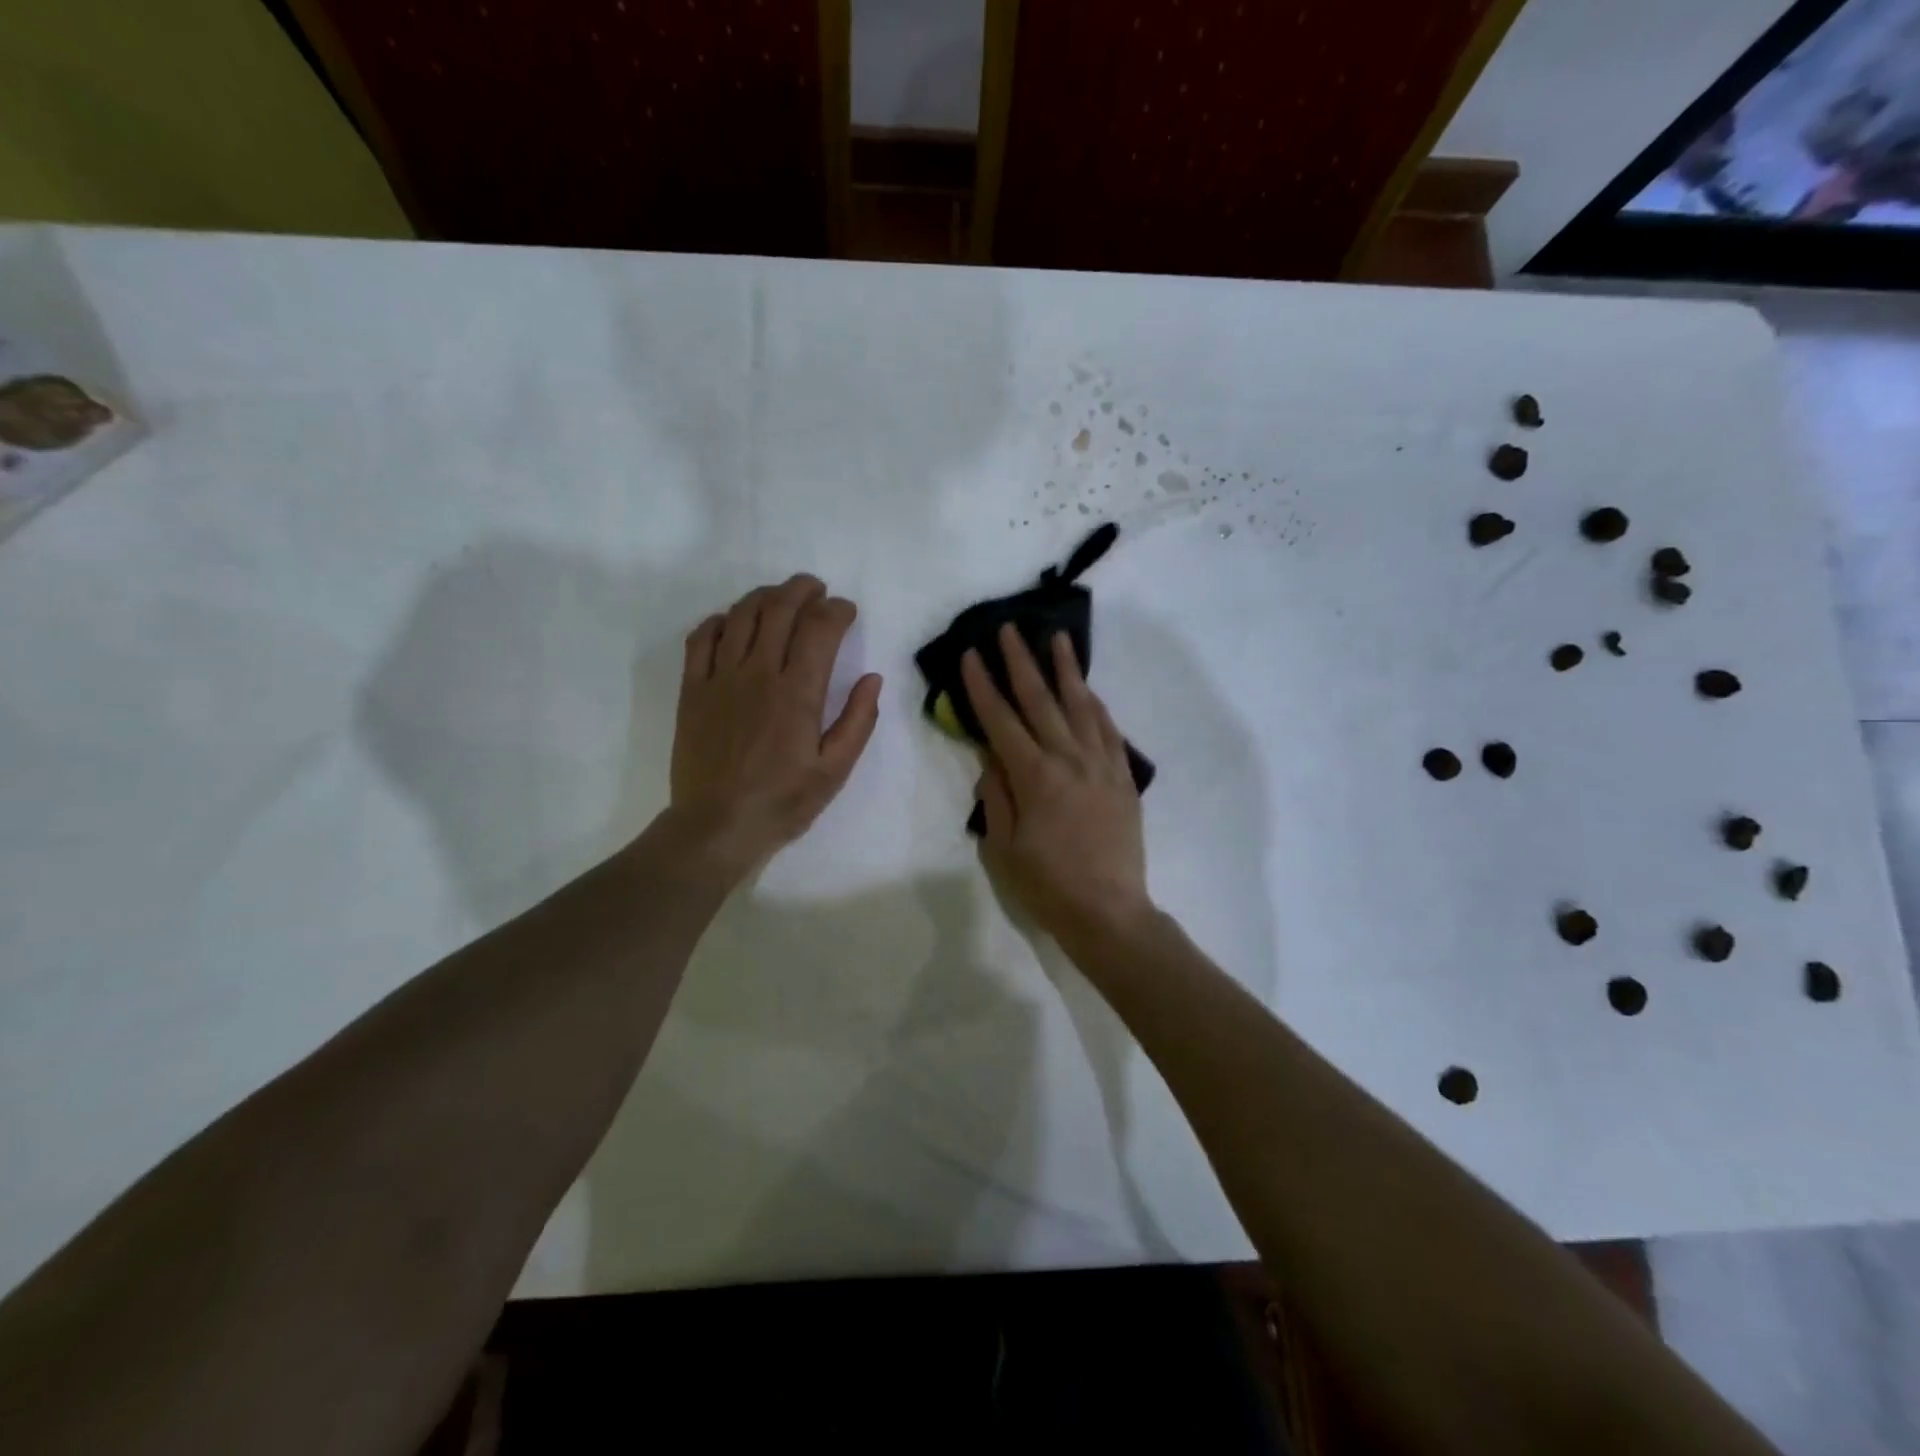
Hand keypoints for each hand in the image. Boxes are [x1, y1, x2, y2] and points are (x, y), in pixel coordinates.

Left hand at [668, 575, 881, 880]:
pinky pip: (701, 639)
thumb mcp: (835, 770)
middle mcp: (757, 673)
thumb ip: (857, 721)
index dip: (837, 610)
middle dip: (803, 590)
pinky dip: (719, 620)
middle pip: (779, 609)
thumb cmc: (783, 802)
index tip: (847, 611)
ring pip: (741, 615)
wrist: (716, 827)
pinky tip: (732, 622)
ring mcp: (720, 678)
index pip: (819, 629)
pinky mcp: (692, 690)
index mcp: (797, 693)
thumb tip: (872, 679)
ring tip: (780, 597)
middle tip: (817, 590)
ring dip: (765, 596)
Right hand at [961, 624, 1151, 944]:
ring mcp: (1101, 765)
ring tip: (1057, 638)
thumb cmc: (1048, 885)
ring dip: (1066, 670)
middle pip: (1041, 701)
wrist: (1109, 911)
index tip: (971, 655)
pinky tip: (1088, 689)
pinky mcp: (1122, 777)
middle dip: (1021, 663)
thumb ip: (996, 797)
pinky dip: (1096, 705)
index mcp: (1034, 777)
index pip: (1001, 721)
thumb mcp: (1004, 847)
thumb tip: (989, 759)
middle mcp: (1069, 760)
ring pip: (1081, 706)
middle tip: (1009, 629)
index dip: (983, 687)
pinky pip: (1109, 730)